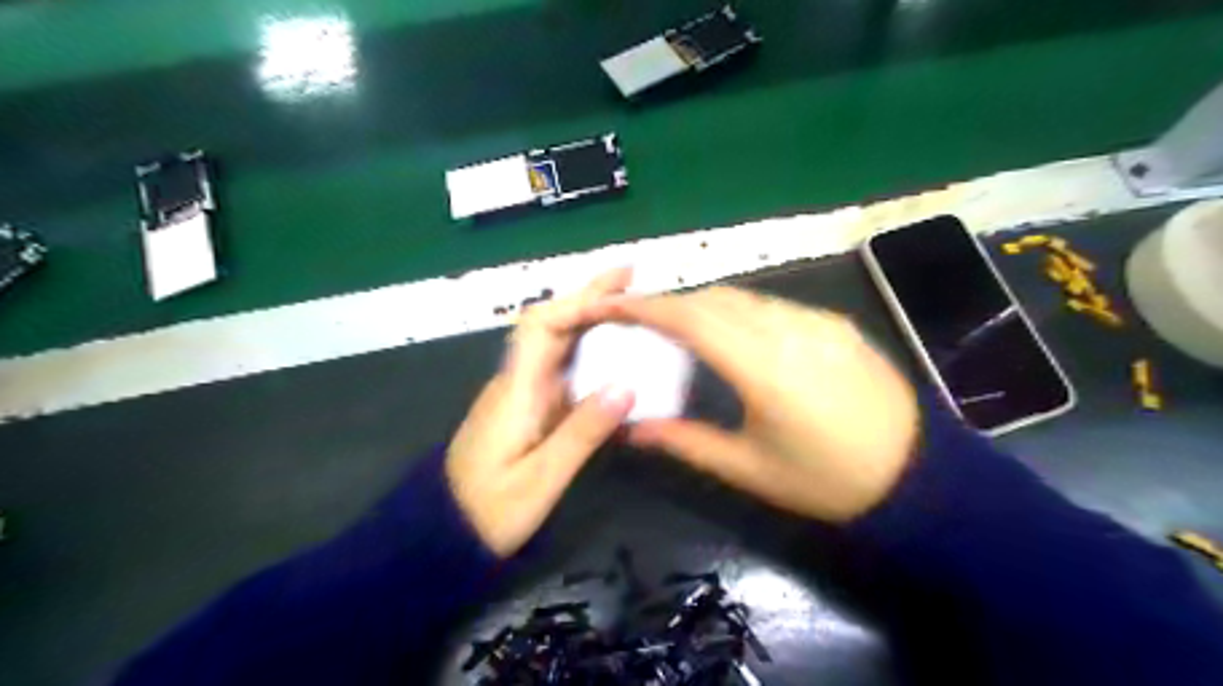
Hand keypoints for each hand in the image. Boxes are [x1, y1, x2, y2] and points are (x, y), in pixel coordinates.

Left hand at [448, 269, 639, 556]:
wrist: (446, 533)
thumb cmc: (488, 510)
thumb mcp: (540, 479)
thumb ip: (581, 432)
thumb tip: (628, 385)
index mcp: (516, 390)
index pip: (541, 326)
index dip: (579, 301)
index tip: (619, 288)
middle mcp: (517, 381)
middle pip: (550, 325)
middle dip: (589, 297)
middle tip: (633, 279)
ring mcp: (522, 394)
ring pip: (557, 344)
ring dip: (591, 321)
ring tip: (633, 310)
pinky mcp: (529, 408)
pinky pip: (562, 368)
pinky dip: (589, 352)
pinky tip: (615, 357)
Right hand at [593, 287, 916, 522]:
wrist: (919, 477)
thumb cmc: (827, 480)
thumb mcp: (749, 468)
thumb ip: (685, 441)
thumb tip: (632, 428)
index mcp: (763, 366)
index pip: (691, 318)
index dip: (645, 306)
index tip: (610, 305)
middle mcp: (789, 329)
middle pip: (714, 298)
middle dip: (669, 302)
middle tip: (637, 319)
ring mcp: (817, 321)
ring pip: (745, 297)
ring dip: (703, 305)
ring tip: (677, 327)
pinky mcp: (836, 324)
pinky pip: (774, 306)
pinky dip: (738, 311)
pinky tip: (732, 334)